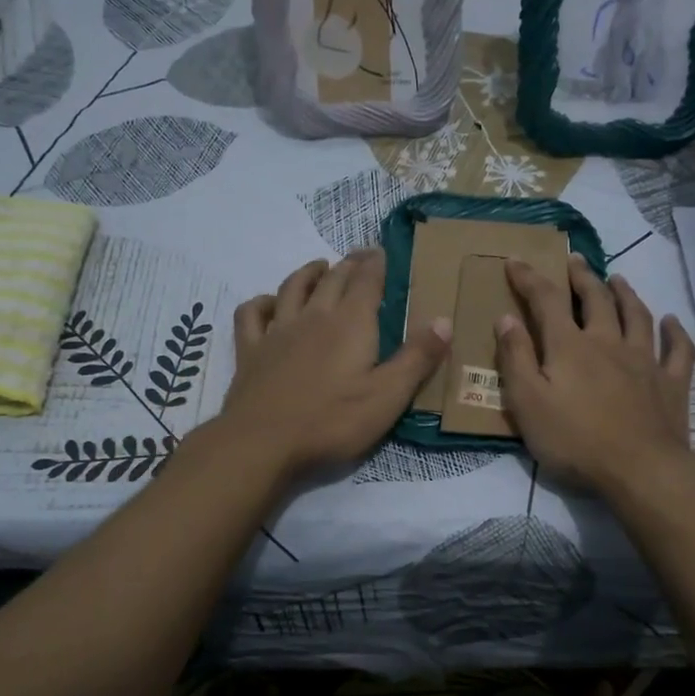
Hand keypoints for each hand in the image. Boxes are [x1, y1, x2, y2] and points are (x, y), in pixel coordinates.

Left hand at [217, 249, 448, 482]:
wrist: (262, 443)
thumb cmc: (332, 422)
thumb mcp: (388, 396)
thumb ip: (417, 358)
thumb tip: (444, 320)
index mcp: (351, 324)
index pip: (367, 280)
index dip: (376, 263)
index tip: (382, 252)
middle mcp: (314, 316)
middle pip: (332, 279)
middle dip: (349, 264)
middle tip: (360, 257)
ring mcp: (278, 331)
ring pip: (292, 288)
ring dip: (308, 273)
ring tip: (319, 267)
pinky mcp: (250, 350)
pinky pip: (252, 313)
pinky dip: (261, 302)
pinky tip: (269, 304)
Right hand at [496, 257, 694, 494]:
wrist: (640, 470)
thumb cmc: (575, 440)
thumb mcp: (527, 403)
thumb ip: (515, 358)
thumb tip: (506, 318)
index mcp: (570, 346)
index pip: (546, 300)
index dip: (529, 277)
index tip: (515, 260)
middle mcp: (608, 342)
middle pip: (596, 299)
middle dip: (582, 276)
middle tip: (574, 260)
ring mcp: (645, 361)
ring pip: (637, 315)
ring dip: (626, 294)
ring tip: (618, 278)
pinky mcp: (672, 383)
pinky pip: (677, 350)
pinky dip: (675, 333)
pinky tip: (672, 322)